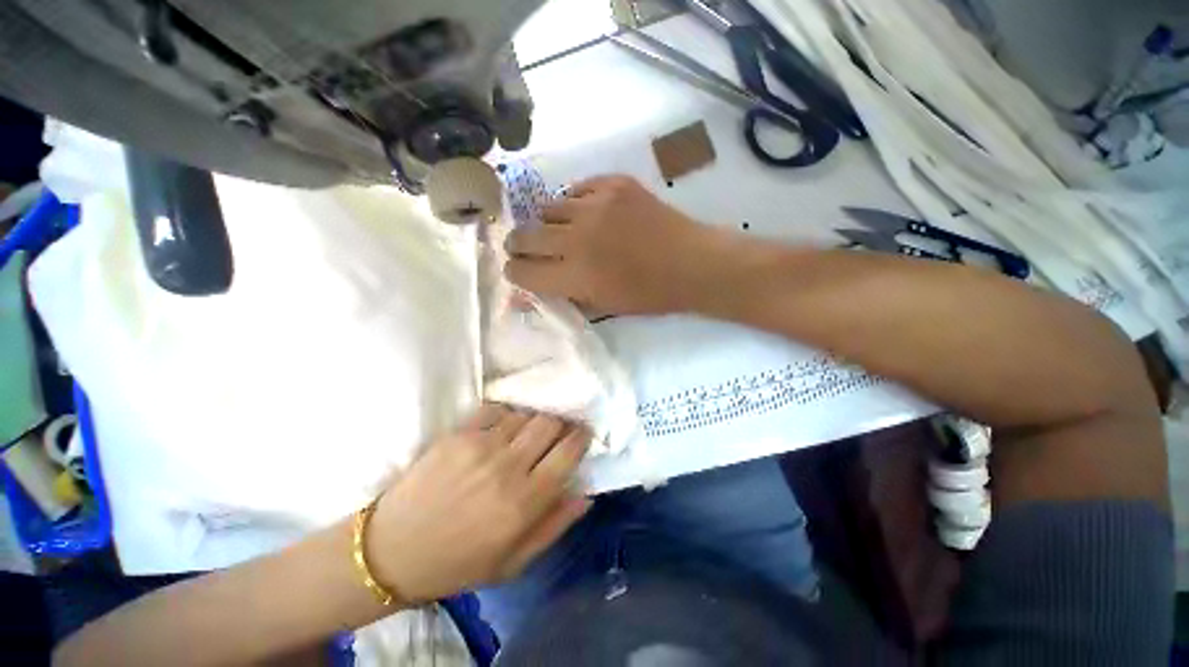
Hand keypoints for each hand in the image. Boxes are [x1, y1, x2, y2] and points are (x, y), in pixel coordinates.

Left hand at [368, 404, 591, 602]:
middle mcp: (508, 466)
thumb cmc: (458, 563)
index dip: (581, 436)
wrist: (392, 551)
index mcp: (524, 501)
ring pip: (525, 413)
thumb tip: (585, 493)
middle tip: (557, 431)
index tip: (582, 433)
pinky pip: (496, 410)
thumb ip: (555, 525)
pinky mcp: (458, 434)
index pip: (568, 451)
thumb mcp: (514, 562)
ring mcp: (481, 445)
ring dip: (533, 420)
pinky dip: (506, 416)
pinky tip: (501, 429)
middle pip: (550, 423)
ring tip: (527, 433)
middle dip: (561, 423)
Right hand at [504, 175, 724, 314]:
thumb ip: (562, 298)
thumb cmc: (649, 295)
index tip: (518, 270)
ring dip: (549, 223)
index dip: (515, 272)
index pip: (522, 271)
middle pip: (524, 235)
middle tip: (527, 248)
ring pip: (547, 208)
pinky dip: (576, 204)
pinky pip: (577, 190)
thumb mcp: (603, 307)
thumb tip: (523, 299)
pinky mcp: (614, 184)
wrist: (692, 263)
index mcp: (576, 275)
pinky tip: (589, 215)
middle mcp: (578, 237)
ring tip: (566, 231)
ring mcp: (596, 205)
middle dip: (519, 245)